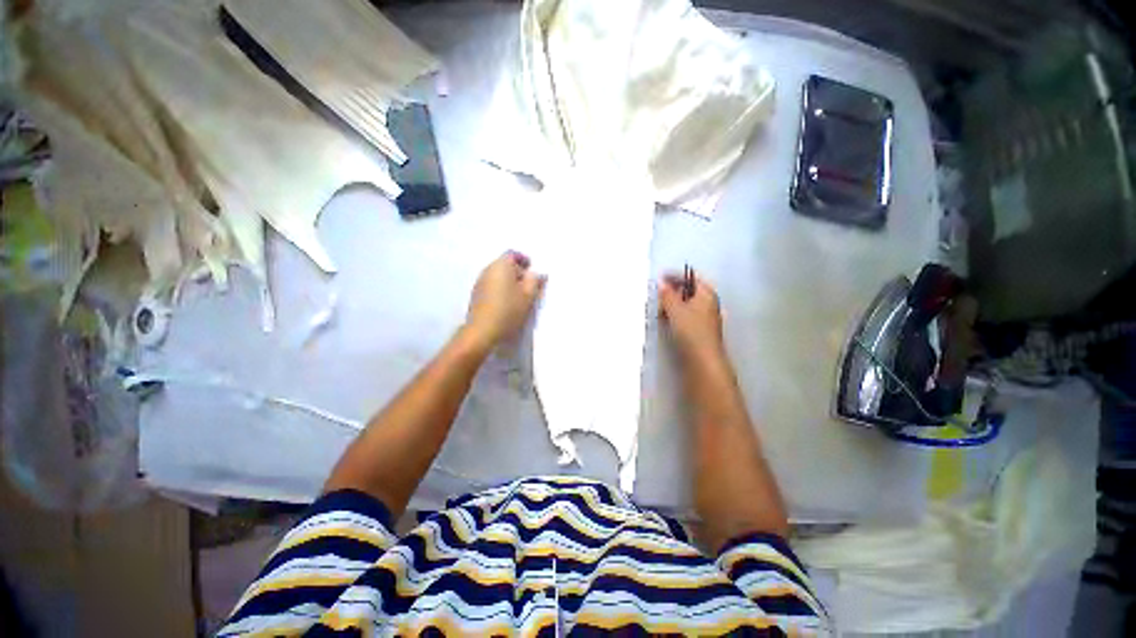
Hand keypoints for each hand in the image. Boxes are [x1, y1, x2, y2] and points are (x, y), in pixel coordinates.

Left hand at [464, 251, 544, 349]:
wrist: (482, 331)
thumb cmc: (508, 310)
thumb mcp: (528, 296)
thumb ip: (535, 281)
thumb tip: (536, 273)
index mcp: (501, 265)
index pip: (513, 254)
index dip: (525, 260)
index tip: (533, 271)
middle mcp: (488, 269)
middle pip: (505, 264)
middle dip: (518, 272)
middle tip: (529, 286)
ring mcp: (479, 282)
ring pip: (498, 276)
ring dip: (509, 282)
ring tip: (519, 297)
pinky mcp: (476, 295)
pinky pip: (492, 286)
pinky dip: (501, 290)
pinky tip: (507, 303)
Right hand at [658, 271, 725, 364]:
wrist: (702, 360)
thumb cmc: (691, 331)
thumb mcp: (675, 309)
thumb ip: (667, 295)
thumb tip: (662, 283)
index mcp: (707, 293)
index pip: (691, 277)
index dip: (676, 275)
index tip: (660, 277)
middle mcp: (709, 303)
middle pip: (689, 291)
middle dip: (673, 290)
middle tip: (658, 293)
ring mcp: (705, 318)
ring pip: (687, 304)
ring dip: (673, 304)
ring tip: (659, 307)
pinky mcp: (700, 330)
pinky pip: (686, 316)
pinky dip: (675, 315)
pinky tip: (666, 320)